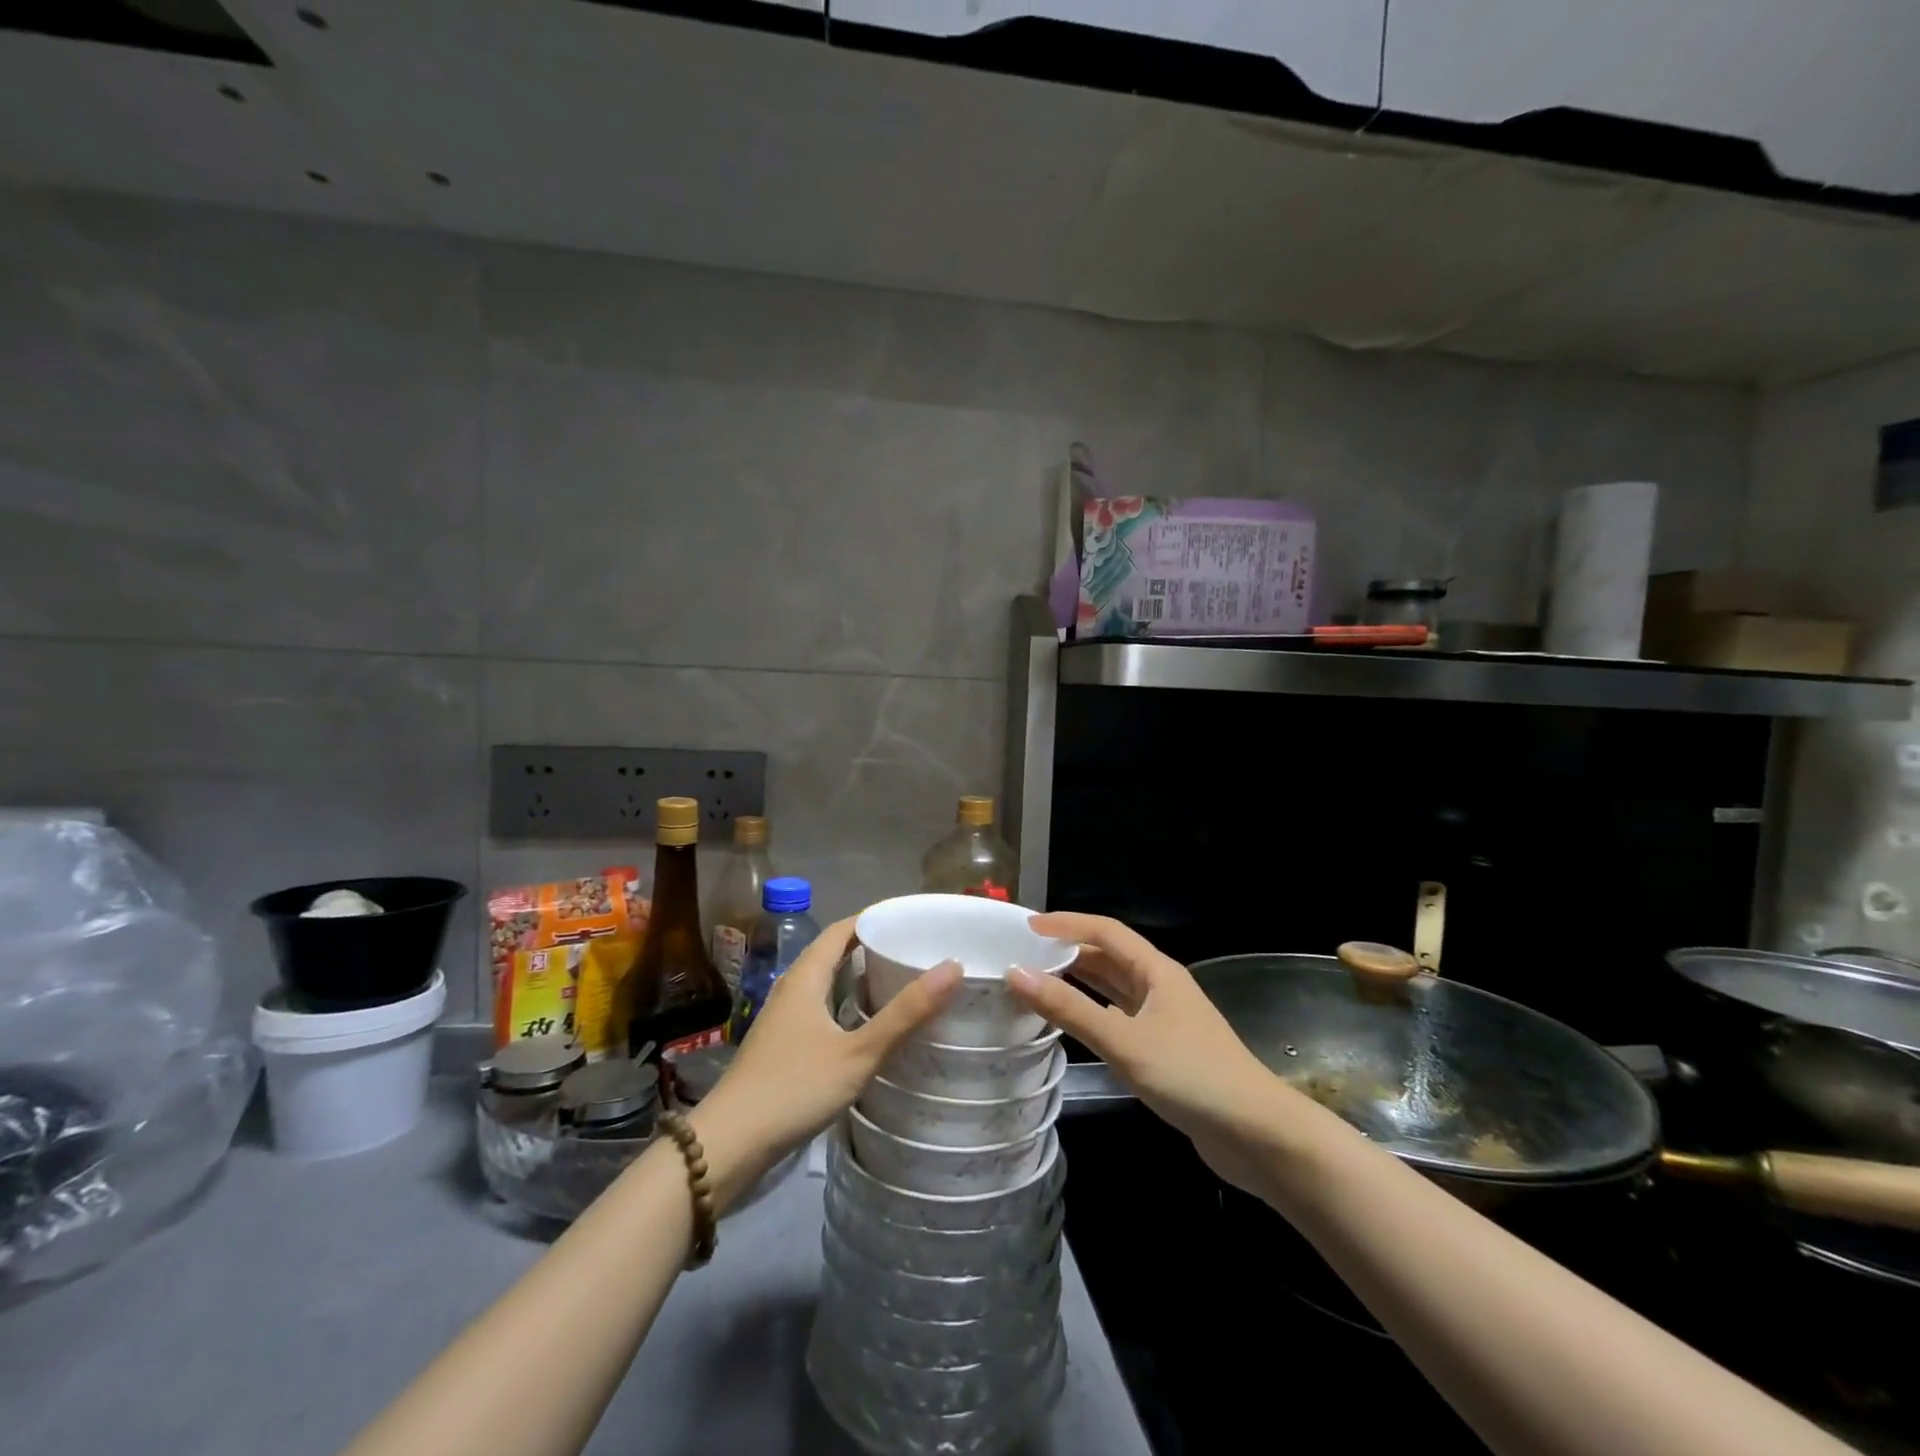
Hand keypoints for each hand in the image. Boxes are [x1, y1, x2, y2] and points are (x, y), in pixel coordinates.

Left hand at [689, 918, 959, 1209]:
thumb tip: (953, 967)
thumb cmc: (793, 1088)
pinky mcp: (780, 1047)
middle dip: (870, 947)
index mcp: (806, 977)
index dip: (874, 919)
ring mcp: (782, 1019)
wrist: (728, 1145)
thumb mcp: (858, 1053)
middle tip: (913, 951)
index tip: (910, 919)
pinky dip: (846, 1005)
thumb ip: (905, 1013)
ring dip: (857, 977)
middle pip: (833, 954)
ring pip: (825, 984)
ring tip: (899, 983)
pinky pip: (819, 1009)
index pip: (842, 930)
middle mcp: (791, 989)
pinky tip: (866, 1028)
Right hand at [1006, 913, 1294, 1191]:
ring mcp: (1165, 1019)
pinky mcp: (1165, 1050)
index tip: (1027, 927)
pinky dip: (1093, 1013)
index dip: (1067, 924)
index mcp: (1156, 971)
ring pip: (1114, 988)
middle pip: (1109, 957)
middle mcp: (1160, 986)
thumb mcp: (1124, 1041)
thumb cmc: (1191, 1076)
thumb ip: (1069, 1009)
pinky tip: (1074, 1023)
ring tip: (1038, 982)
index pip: (1105, 931)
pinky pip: (1120, 1017)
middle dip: (1069, 951)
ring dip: (1079, 982)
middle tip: (1025, 955)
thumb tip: (1015, 973)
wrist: (1258, 1135)